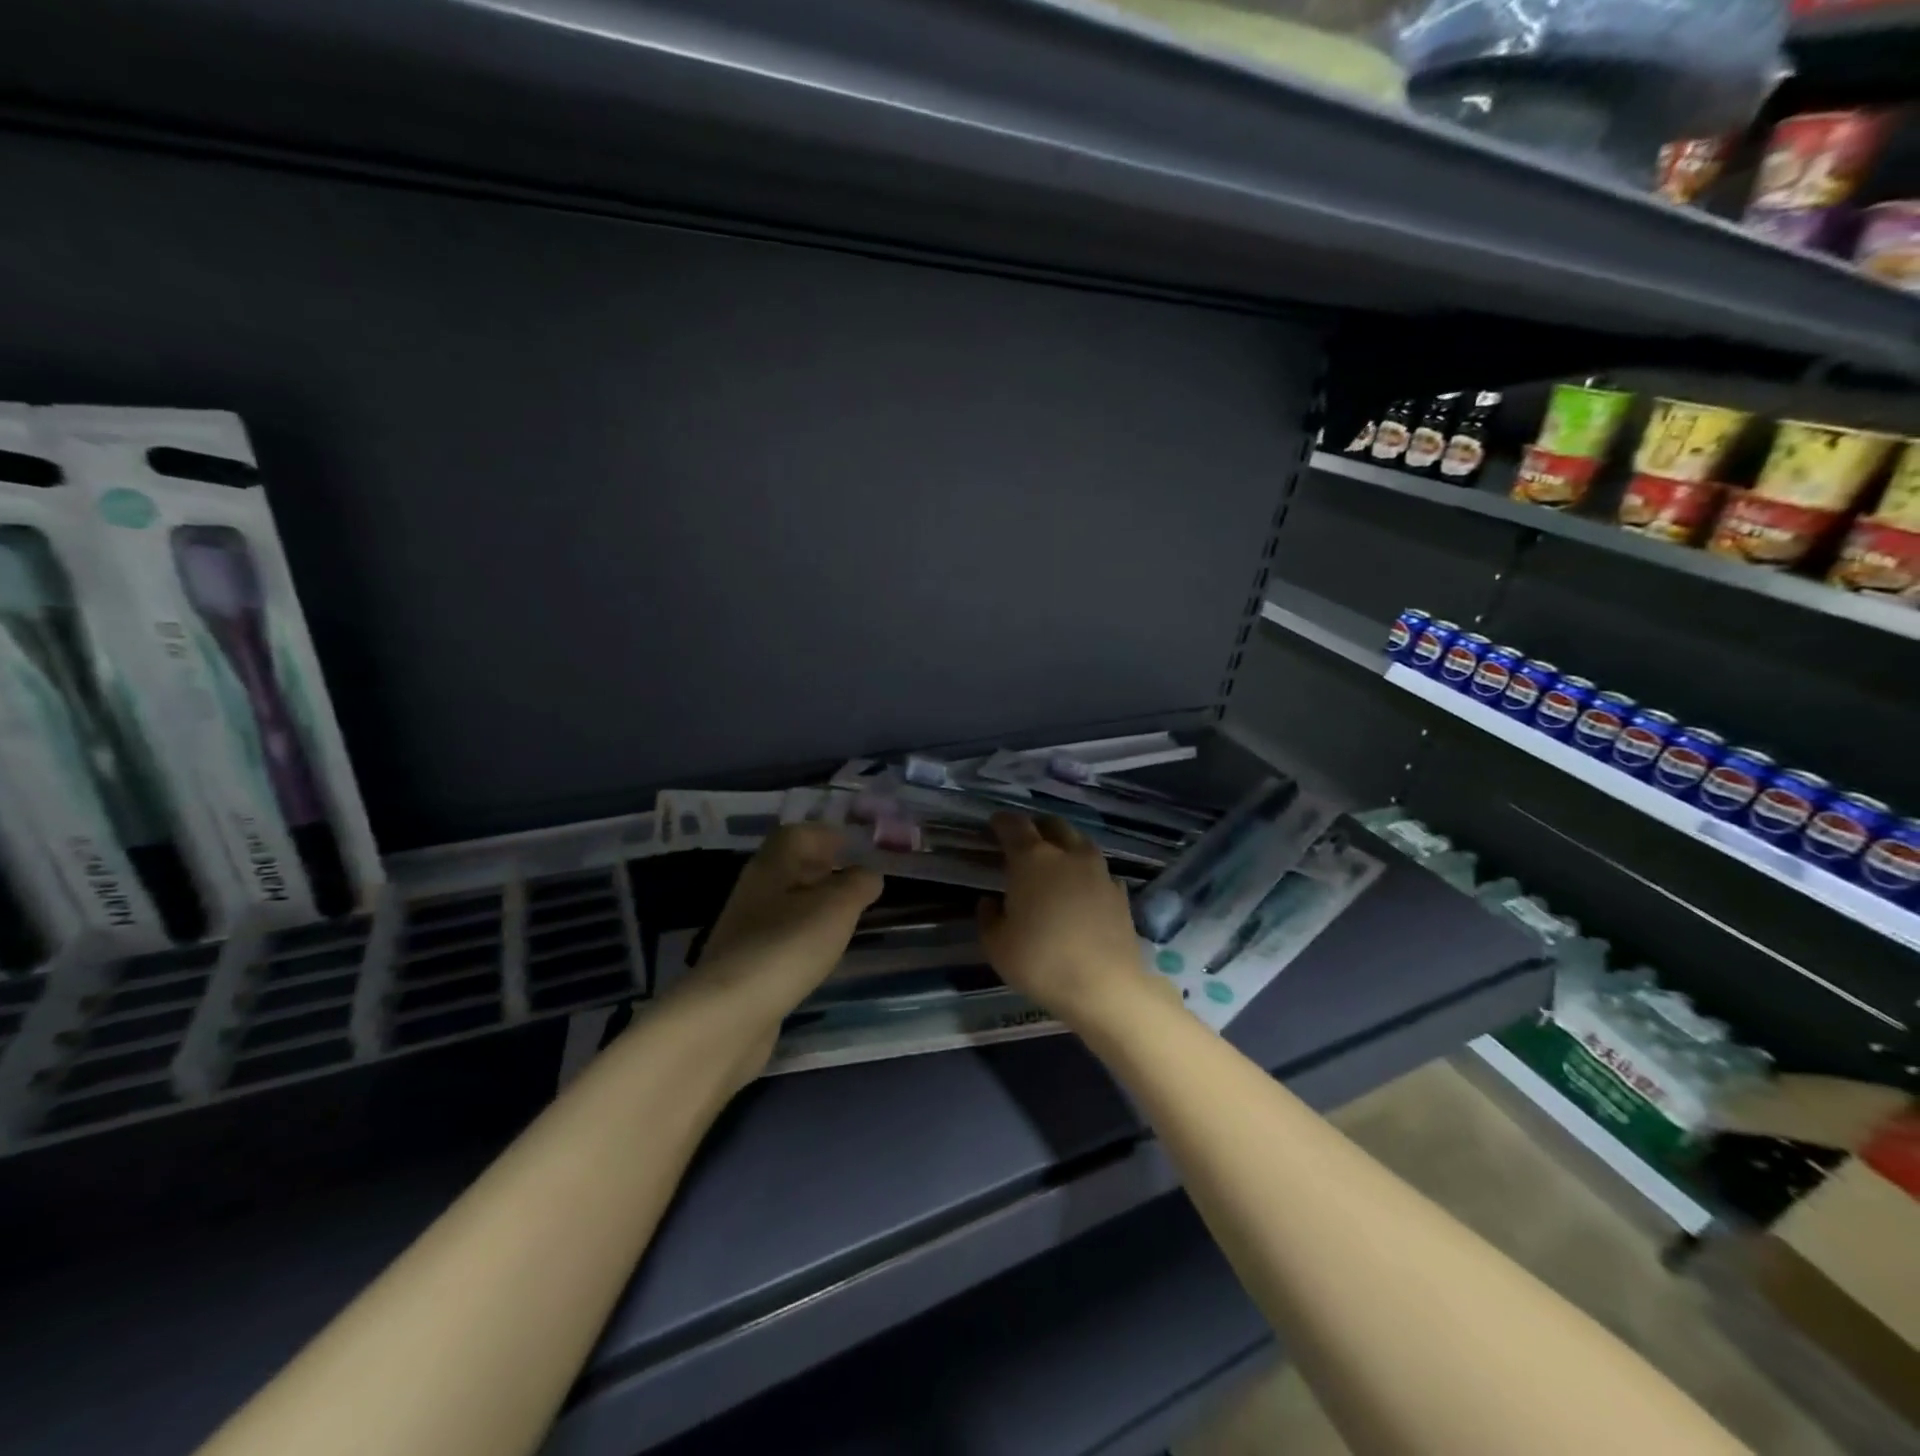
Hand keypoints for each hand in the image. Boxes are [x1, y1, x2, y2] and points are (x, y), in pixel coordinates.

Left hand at [686, 824, 882, 1027]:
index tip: (854, 847)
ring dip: (813, 903)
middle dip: (822, 868)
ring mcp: (745, 931)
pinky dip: (803, 935)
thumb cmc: (786, 946)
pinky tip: (820, 953)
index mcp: (771, 867)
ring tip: (845, 916)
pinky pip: (780, 936)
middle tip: (855, 880)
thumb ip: (857, 885)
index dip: (825, 835)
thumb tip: (869, 874)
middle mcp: (754, 892)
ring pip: (784, 903)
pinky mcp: (746, 966)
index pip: (795, 835)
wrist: (729, 1015)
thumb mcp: (836, 908)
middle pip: (788, 868)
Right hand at [976, 812, 1172, 1030]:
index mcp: (1032, 859)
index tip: (994, 825)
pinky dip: (1086, 874)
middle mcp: (1068, 855)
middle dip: (1037, 827)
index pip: (1014, 825)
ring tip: (1054, 864)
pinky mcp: (1120, 893)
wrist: (1105, 985)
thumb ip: (988, 917)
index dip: (1002, 822)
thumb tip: (991, 902)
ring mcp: (1099, 872)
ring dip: (1065, 846)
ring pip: (1080, 843)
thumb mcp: (997, 945)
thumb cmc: (1041, 961)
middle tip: (1025, 841)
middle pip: (1053, 825)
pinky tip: (1081, 891)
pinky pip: (1099, 872)